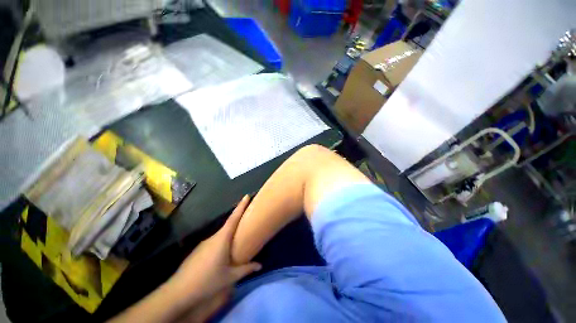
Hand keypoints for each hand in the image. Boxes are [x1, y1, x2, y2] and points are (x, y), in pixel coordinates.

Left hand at [170, 195, 261, 303]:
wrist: (178, 292)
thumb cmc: (207, 281)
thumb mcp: (230, 277)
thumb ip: (246, 269)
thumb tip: (260, 265)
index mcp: (222, 239)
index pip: (233, 218)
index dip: (240, 206)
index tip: (246, 196)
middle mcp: (213, 237)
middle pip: (228, 225)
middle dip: (237, 220)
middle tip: (247, 219)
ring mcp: (204, 243)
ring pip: (220, 235)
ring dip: (229, 234)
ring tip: (237, 239)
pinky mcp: (198, 250)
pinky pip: (213, 242)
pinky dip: (221, 242)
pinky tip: (222, 254)